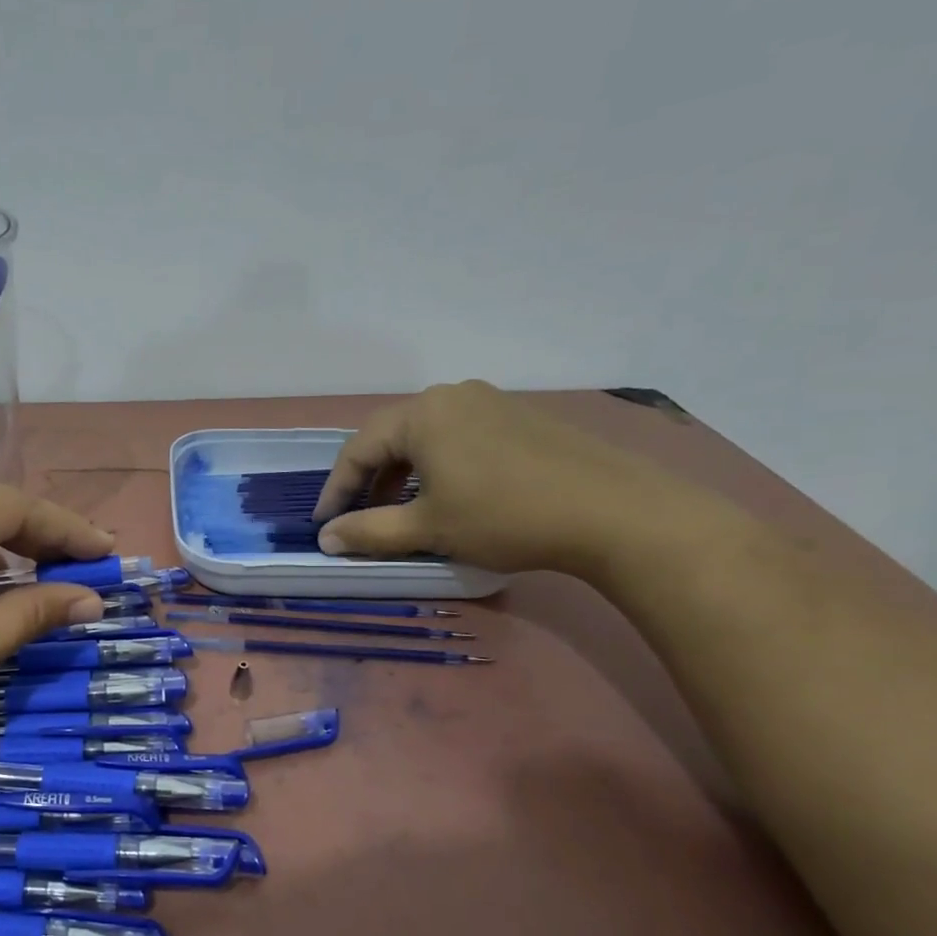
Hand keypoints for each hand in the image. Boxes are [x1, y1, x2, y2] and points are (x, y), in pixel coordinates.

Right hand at [311, 381, 697, 575]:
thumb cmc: (504, 516)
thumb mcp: (427, 529)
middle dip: (368, 480)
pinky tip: (448, 494)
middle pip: (390, 438)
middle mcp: (450, 396)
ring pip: (425, 437)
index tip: (324, 526)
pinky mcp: (518, 416)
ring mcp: (489, 401)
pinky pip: (458, 436)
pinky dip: (437, 465)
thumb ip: (368, 532)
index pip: (357, 450)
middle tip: (358, 518)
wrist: (612, 511)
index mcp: (421, 415)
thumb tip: (325, 539)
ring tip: (400, 510)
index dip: (335, 491)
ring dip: (402, 474)